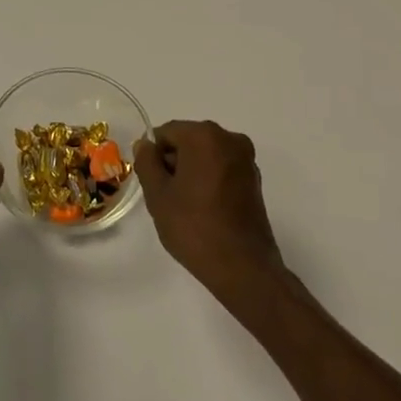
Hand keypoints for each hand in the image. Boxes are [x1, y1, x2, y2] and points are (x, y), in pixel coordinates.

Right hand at [135, 120, 286, 303]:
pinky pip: (222, 169)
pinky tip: (204, 209)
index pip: (166, 133)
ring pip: (206, 155)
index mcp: (205, 136)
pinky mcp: (254, 179)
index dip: (153, 156)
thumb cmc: (194, 227)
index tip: (151, 183)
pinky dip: (209, 180)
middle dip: (173, 162)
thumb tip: (145, 144)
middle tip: (165, 196)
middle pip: (188, 140)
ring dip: (191, 172)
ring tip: (184, 206)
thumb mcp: (158, 195)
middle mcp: (230, 139)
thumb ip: (147, 163)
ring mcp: (246, 159)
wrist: (242, 267)